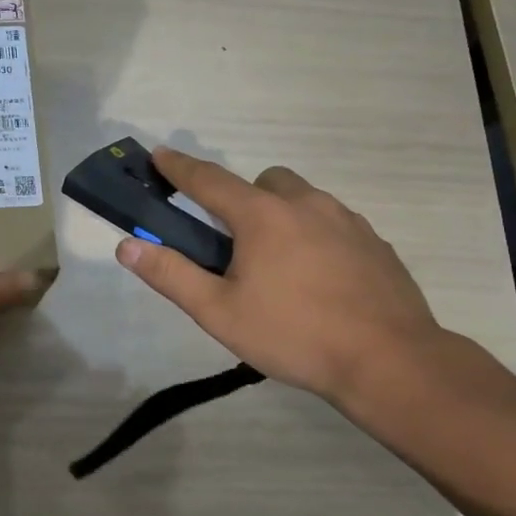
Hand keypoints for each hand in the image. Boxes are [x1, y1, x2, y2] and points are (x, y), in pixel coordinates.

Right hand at [115, 148, 446, 408]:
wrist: (389, 361)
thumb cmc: (294, 335)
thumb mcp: (219, 312)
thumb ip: (170, 275)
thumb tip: (127, 246)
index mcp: (262, 216)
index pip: (209, 180)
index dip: (179, 168)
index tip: (160, 154)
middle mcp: (306, 204)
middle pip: (264, 182)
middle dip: (243, 198)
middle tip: (236, 243)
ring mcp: (348, 220)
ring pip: (304, 199)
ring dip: (282, 216)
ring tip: (279, 267)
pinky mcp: (375, 242)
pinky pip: (334, 223)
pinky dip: (316, 236)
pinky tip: (319, 280)